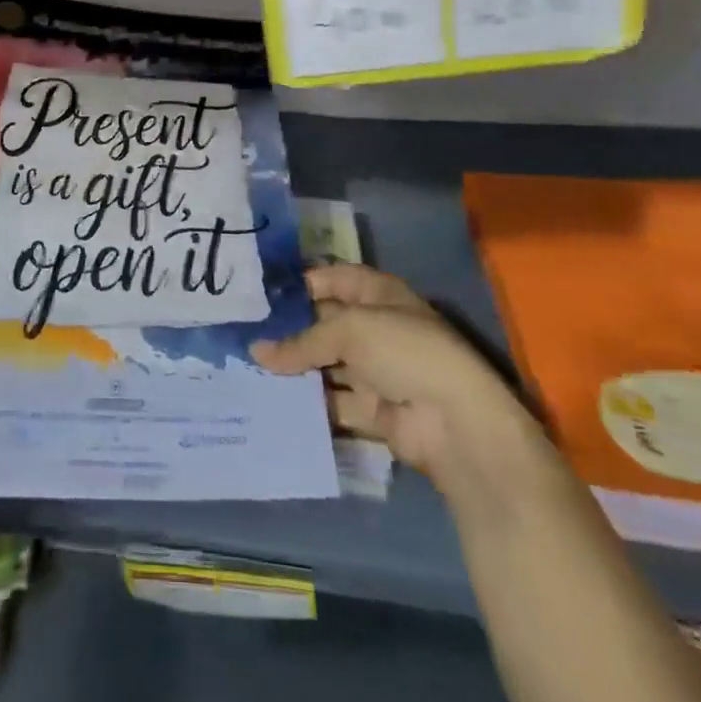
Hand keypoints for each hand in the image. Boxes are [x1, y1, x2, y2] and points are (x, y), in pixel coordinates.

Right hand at [252, 264, 541, 489]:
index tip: (258, 294)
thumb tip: (256, 352)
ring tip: (249, 369)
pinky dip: (310, 404)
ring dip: (296, 369)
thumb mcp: (348, 330)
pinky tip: (274, 403)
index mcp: (378, 294)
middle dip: (290, 330)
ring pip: (327, 365)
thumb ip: (301, 342)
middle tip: (244, 334)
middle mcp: (376, 327)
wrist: (456, 422)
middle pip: (325, 323)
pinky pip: (335, 403)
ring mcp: (376, 371)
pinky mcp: (374, 411)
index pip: (332, 279)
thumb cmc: (403, 351)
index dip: (299, 284)